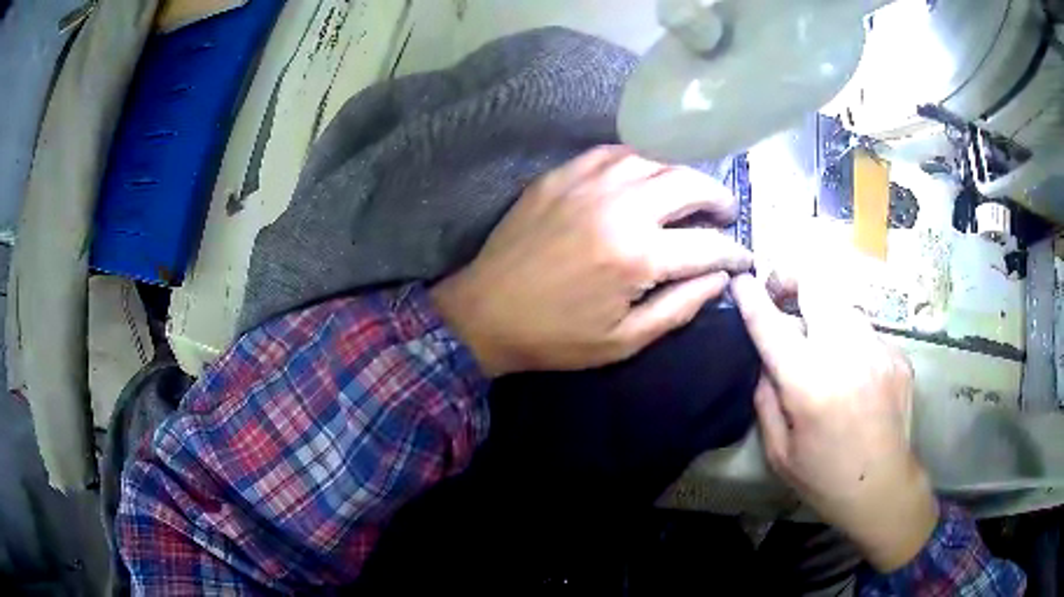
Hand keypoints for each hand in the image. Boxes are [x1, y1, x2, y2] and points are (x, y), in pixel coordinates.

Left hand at [430, 146, 752, 376]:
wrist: (484, 312)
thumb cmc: (556, 337)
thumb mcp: (624, 340)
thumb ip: (680, 307)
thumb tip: (719, 279)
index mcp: (637, 255)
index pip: (708, 245)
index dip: (734, 252)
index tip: (745, 256)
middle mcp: (619, 207)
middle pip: (687, 183)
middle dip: (717, 196)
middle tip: (725, 211)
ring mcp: (587, 182)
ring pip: (653, 158)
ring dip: (680, 174)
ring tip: (689, 193)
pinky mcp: (560, 175)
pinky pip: (612, 153)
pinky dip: (638, 161)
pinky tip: (643, 176)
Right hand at [731, 272, 938, 572]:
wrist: (884, 487)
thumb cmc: (824, 477)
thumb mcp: (779, 451)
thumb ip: (766, 400)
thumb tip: (765, 362)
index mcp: (809, 384)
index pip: (773, 326)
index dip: (752, 298)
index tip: (740, 280)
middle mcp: (846, 354)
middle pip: (817, 288)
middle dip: (793, 281)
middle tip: (782, 294)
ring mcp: (878, 350)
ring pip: (844, 307)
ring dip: (825, 315)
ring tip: (823, 344)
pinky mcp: (898, 355)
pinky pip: (867, 332)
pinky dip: (852, 342)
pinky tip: (855, 373)